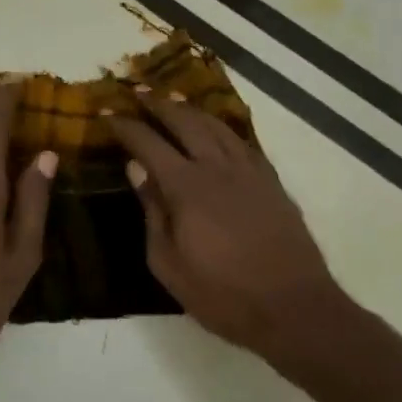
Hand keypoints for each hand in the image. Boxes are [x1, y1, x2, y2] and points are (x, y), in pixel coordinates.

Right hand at [110, 93, 344, 352]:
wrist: (293, 308)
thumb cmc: (222, 294)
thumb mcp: (169, 264)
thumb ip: (152, 212)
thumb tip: (136, 169)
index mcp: (187, 187)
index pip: (149, 144)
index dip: (126, 126)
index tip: (108, 113)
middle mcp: (217, 168)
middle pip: (185, 122)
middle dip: (159, 104)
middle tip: (138, 93)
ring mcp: (249, 172)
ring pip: (216, 126)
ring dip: (191, 110)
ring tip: (173, 100)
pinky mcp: (271, 182)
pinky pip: (243, 142)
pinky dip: (223, 128)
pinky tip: (217, 130)